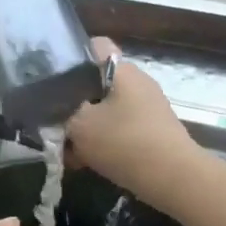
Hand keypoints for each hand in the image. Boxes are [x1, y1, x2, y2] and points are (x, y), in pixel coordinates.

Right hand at [65, 38, 203, 212]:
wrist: (175, 180)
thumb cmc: (125, 143)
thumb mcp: (79, 125)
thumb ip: (59, 112)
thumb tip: (51, 106)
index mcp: (121, 70)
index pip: (92, 46)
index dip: (68, 57)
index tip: (50, 79)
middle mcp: (137, 82)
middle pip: (95, 82)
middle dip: (73, 102)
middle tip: (54, 122)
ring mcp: (147, 107)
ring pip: (105, 108)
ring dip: (86, 126)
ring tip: (68, 150)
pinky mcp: (152, 130)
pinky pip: (119, 128)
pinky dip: (102, 140)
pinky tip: (86, 162)